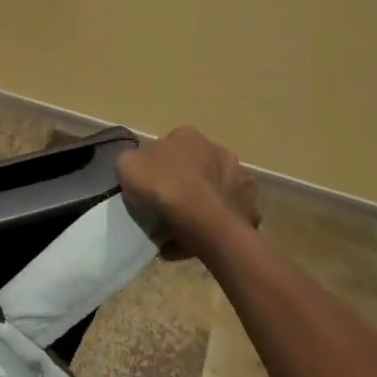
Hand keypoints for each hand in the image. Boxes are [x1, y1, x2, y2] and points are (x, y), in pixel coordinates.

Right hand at [116, 126, 260, 257]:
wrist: (205, 223)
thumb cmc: (164, 187)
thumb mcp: (126, 165)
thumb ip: (132, 160)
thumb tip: (140, 166)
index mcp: (188, 135)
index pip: (170, 145)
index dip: (157, 165)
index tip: (149, 184)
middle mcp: (219, 150)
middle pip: (195, 166)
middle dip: (183, 182)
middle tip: (165, 206)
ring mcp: (239, 179)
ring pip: (213, 190)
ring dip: (200, 203)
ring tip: (180, 228)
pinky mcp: (250, 208)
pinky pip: (224, 216)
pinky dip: (212, 225)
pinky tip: (195, 240)